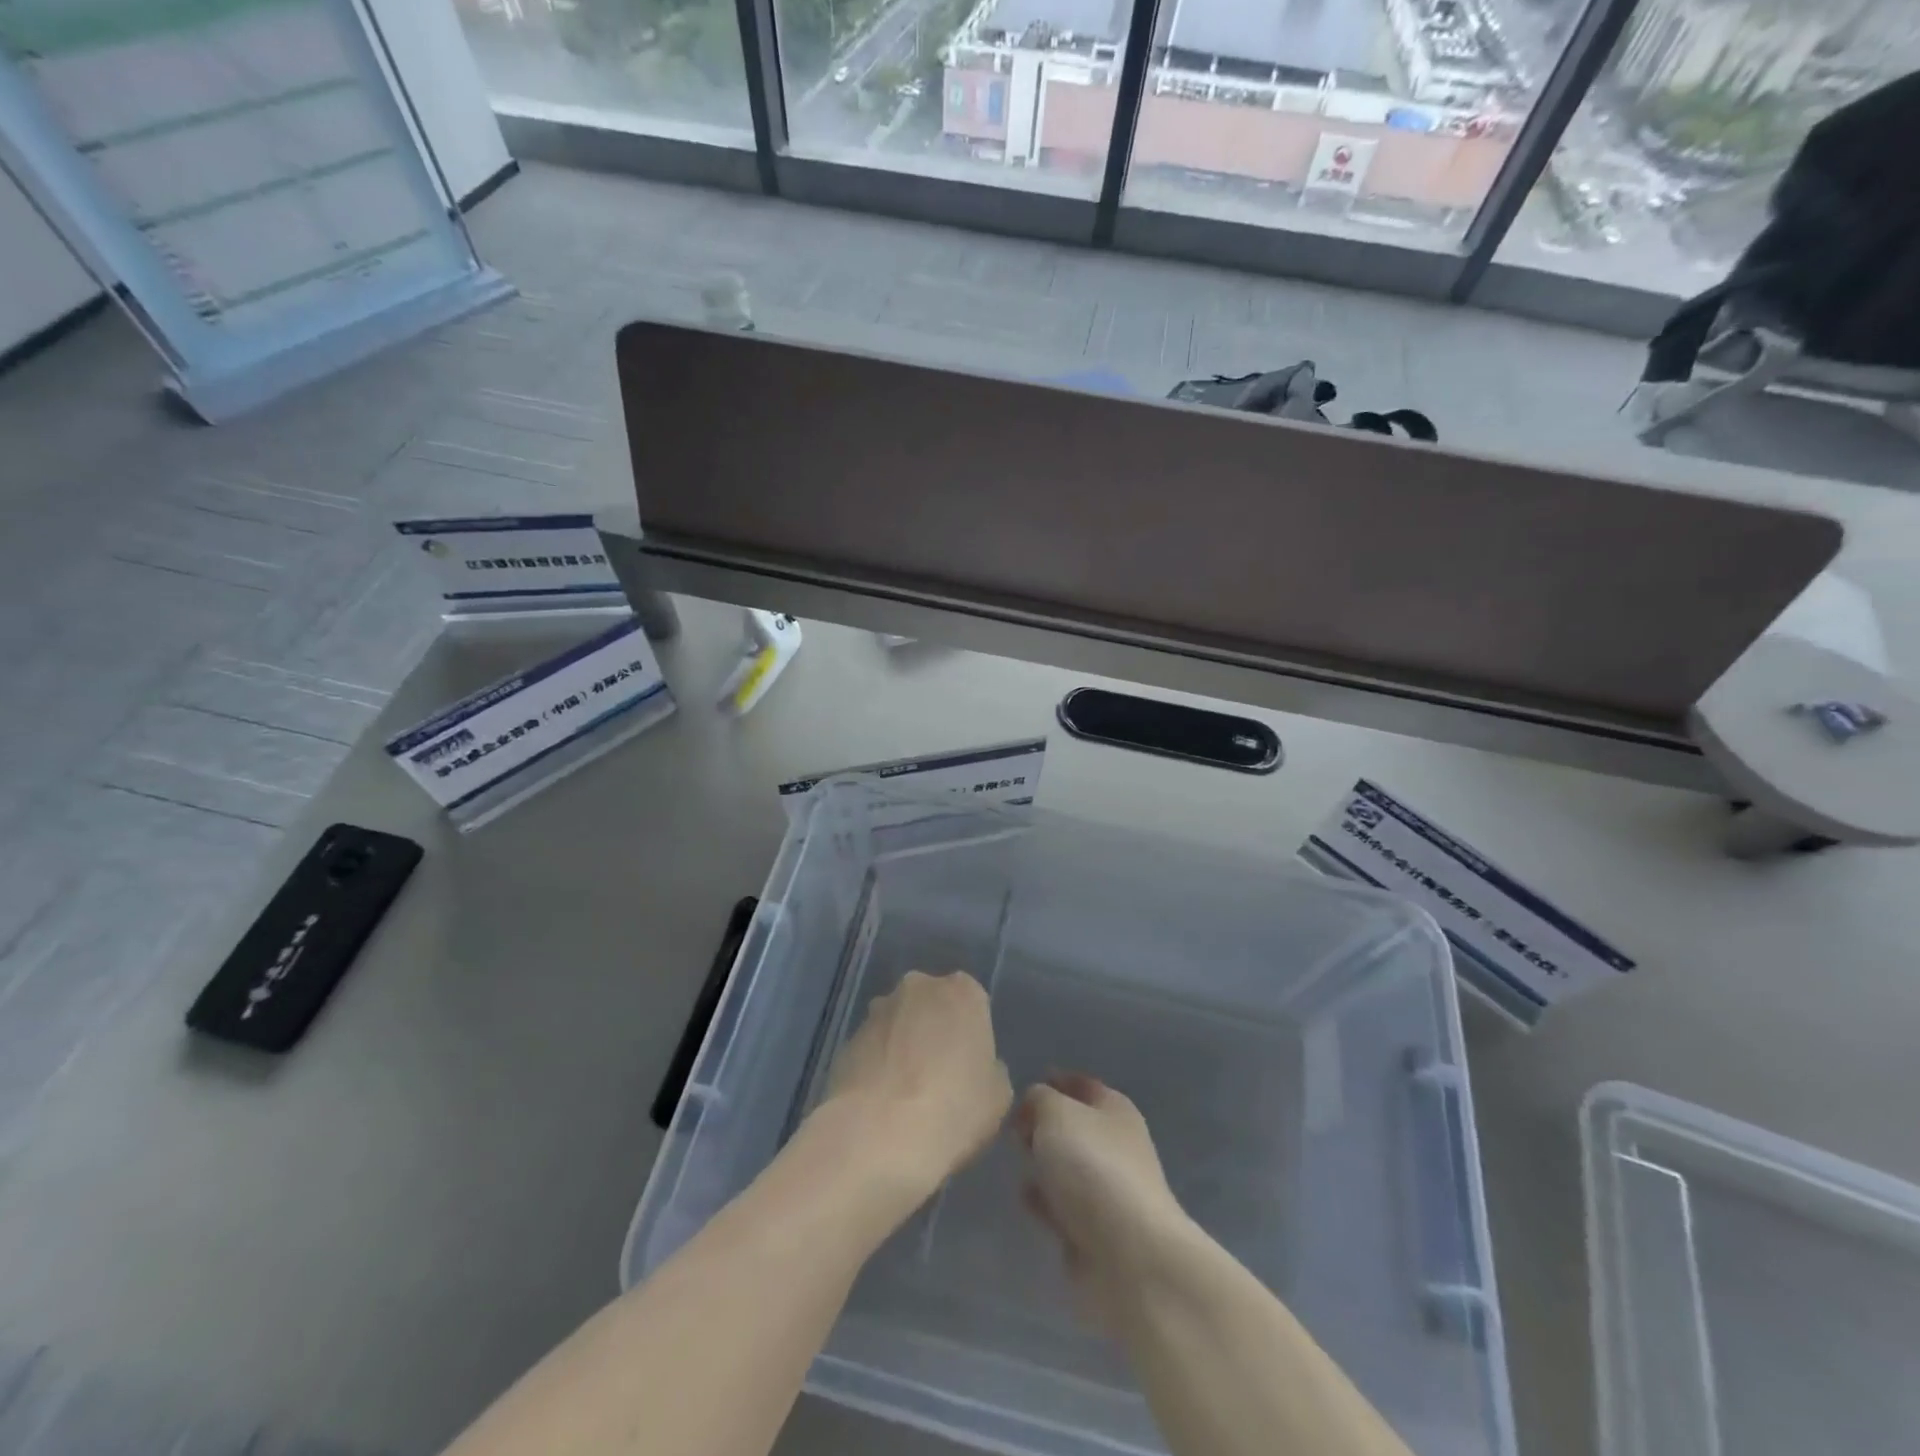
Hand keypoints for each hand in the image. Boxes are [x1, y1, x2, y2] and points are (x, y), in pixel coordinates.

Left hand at [817, 970, 1012, 1205]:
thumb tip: (971, 1068)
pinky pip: (873, 1049)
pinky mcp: (847, 1038)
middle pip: (932, 1007)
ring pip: (900, 1025)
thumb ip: (990, 1069)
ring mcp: (878, 1010)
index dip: (971, 1037)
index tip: (970, 1069)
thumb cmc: (952, 1109)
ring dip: (904, 1048)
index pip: (973, 1003)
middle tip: (940, 1079)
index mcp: (962, 992)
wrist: (877, 1134)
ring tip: (906, 1097)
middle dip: (935, 1033)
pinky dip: (879, 1067)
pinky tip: (881, 1105)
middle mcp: (918, 987)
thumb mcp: (998, 1096)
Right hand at [1015, 1073, 1193, 1326]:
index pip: (1081, 1085)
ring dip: (1043, 1164)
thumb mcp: (1056, 1112)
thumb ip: (1039, 1099)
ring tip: (1015, 1161)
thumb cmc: (1093, 1166)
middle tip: (1013, 1128)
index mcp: (1115, 1109)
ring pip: (1066, 1167)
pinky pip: (1062, 1206)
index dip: (1053, 1082)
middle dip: (1043, 1126)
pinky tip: (1025, 1199)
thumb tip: (1034, 1103)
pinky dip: (1044, 1201)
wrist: (1128, 1256)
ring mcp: (1107, 1192)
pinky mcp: (1095, 1232)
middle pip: (1073, 1127)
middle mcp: (1115, 1146)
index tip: (1020, 1090)